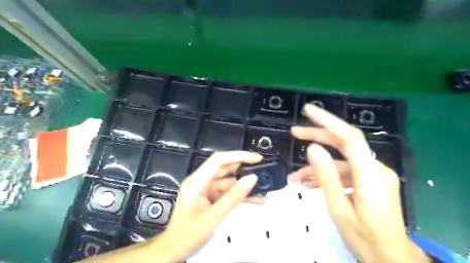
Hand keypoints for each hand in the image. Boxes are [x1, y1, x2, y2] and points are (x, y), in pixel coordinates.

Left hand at [149, 151, 262, 261]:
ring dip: (245, 186)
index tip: (257, 159)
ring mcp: (207, 190)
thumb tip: (253, 178)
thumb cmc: (188, 234)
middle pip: (225, 169)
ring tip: (265, 188)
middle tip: (264, 170)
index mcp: (197, 181)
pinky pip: (228, 193)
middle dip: (245, 169)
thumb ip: (234, 197)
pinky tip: (257, 199)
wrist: (174, 251)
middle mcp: (202, 181)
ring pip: (230, 182)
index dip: (239, 156)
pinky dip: (241, 196)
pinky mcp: (211, 198)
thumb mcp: (214, 216)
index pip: (219, 160)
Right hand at [289, 104, 430, 262]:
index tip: (308, 110)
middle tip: (294, 133)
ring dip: (317, 166)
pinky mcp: (369, 181)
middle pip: (344, 142)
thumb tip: (312, 148)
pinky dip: (327, 175)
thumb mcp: (338, 208)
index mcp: (370, 175)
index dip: (328, 120)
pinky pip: (345, 172)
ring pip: (341, 160)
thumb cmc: (364, 238)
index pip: (349, 137)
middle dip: (318, 136)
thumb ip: (326, 176)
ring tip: (295, 176)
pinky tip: (309, 184)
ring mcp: (373, 175)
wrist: (391, 259)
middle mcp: (375, 169)